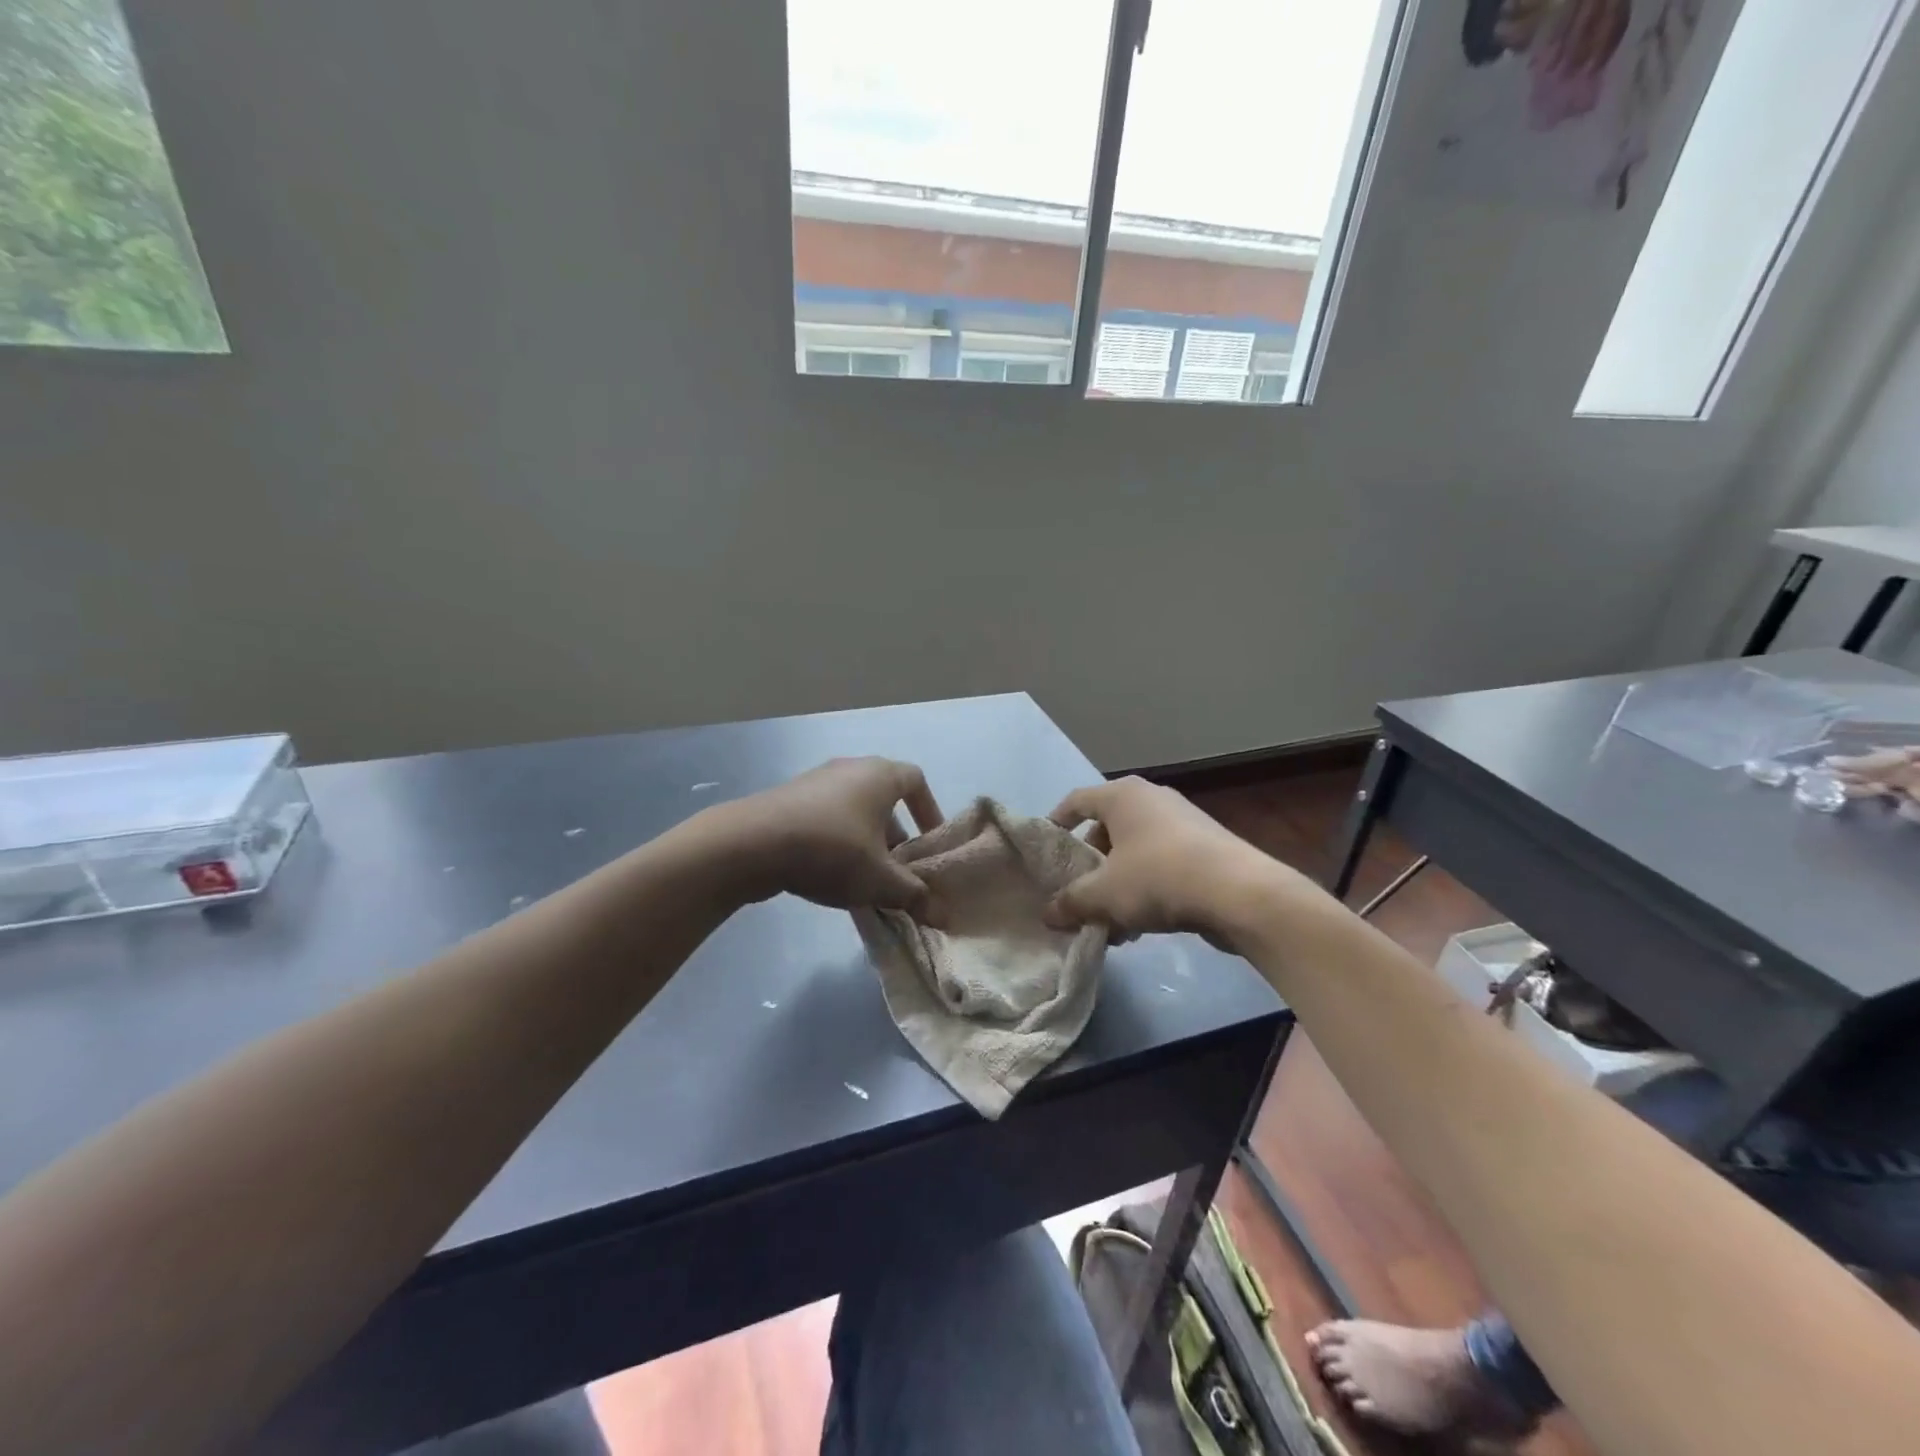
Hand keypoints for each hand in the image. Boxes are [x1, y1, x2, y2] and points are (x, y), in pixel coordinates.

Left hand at [717, 758, 944, 917]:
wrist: (750, 844)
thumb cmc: (831, 850)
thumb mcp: (879, 880)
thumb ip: (914, 895)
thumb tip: (942, 915)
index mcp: (880, 775)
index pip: (917, 781)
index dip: (929, 811)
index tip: (930, 843)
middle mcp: (851, 768)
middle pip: (885, 798)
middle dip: (896, 835)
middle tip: (899, 869)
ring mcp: (816, 781)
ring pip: (854, 809)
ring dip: (866, 840)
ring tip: (865, 877)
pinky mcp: (789, 798)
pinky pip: (827, 816)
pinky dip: (837, 839)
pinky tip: (829, 872)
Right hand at [1041, 777, 1292, 946]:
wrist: (1239, 893)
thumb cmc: (1158, 877)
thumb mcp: (1103, 895)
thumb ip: (1070, 902)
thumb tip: (1048, 914)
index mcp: (1122, 796)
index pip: (1076, 801)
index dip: (1056, 824)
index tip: (1045, 852)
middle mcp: (1152, 798)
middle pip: (1106, 828)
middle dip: (1090, 864)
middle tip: (1077, 892)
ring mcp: (1183, 820)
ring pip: (1135, 850)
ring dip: (1118, 882)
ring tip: (1108, 920)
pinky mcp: (1206, 846)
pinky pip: (1162, 863)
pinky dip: (1146, 887)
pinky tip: (1141, 926)